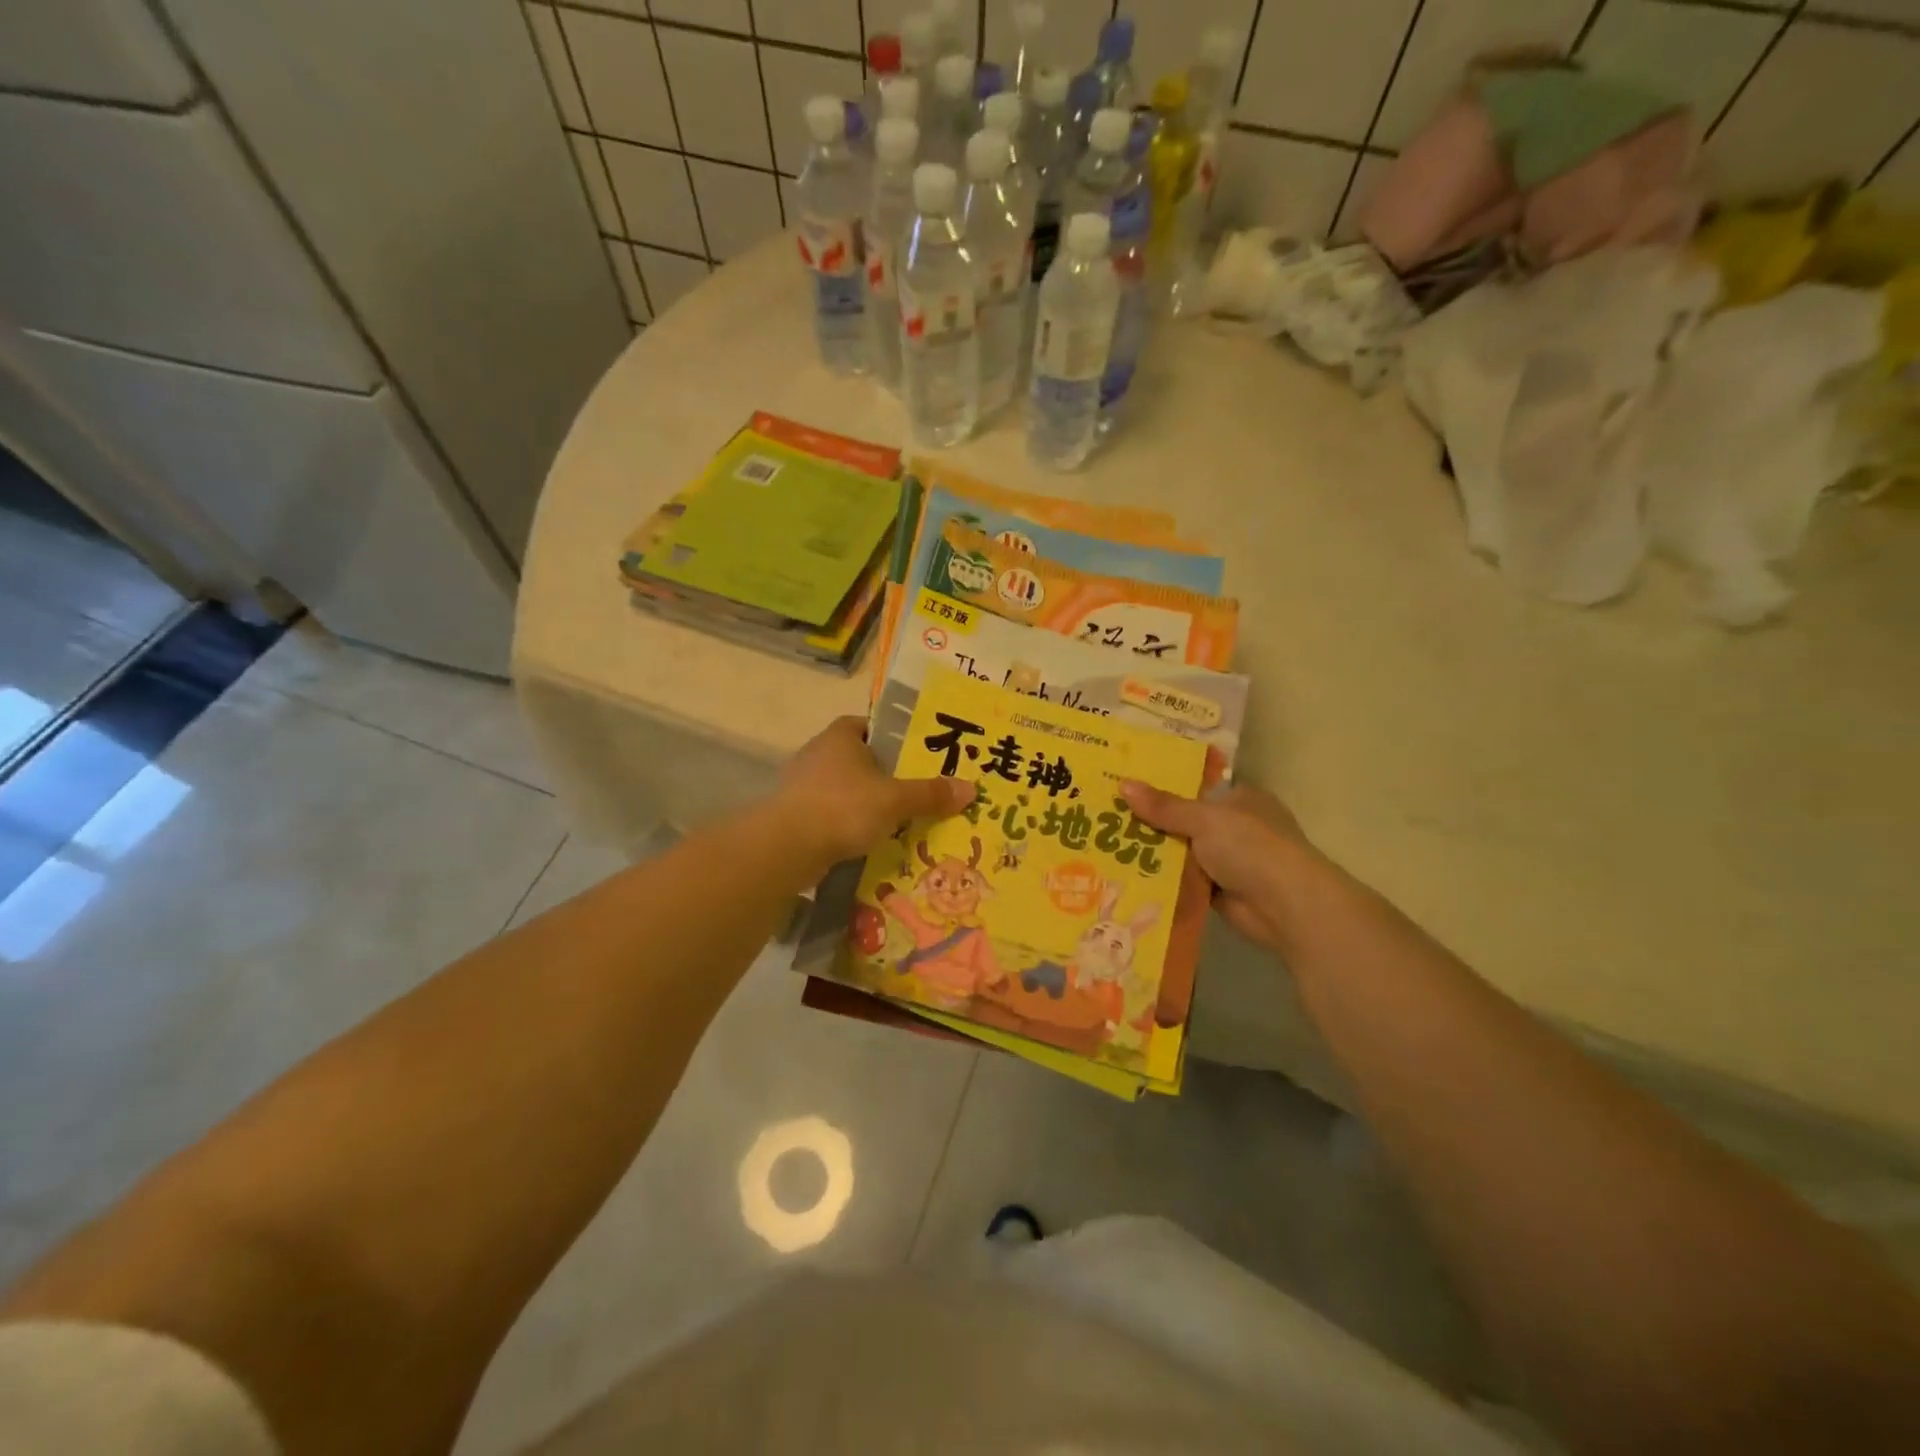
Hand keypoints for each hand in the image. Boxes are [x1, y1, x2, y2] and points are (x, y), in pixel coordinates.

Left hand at [776, 717, 974, 867]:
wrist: (785, 847)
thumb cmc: (843, 807)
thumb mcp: (895, 799)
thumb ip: (930, 794)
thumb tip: (971, 788)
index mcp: (840, 736)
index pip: (869, 725)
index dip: (893, 737)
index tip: (916, 755)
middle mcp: (819, 754)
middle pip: (860, 760)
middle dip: (885, 776)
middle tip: (918, 792)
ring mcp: (803, 786)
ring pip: (847, 790)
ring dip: (868, 804)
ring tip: (901, 821)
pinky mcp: (797, 816)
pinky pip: (833, 816)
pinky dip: (850, 826)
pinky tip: (871, 843)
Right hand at [1119, 781, 1329, 956]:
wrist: (1285, 905)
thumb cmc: (1250, 847)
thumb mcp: (1203, 819)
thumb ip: (1164, 806)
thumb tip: (1123, 785)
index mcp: (1240, 799)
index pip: (1196, 788)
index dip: (1163, 788)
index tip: (1126, 788)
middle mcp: (1236, 827)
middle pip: (1185, 821)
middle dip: (1152, 824)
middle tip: (1106, 819)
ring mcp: (1230, 861)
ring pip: (1183, 853)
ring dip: (1155, 855)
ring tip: (1107, 847)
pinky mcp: (1221, 891)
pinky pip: (1185, 881)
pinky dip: (1165, 881)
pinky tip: (1129, 877)